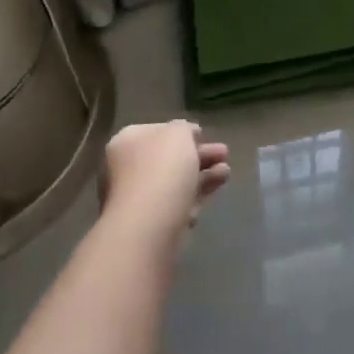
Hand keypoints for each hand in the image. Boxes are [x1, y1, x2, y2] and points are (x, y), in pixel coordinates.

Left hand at [99, 120, 229, 248]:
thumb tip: (187, 135)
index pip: (156, 132)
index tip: (204, 135)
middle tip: (224, 153)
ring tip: (226, 172)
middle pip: (169, 158)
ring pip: (176, 182)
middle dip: (199, 155)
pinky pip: (177, 205)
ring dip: (204, 175)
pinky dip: (196, 197)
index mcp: (127, 141)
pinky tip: (214, 192)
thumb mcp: (179, 132)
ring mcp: (137, 199)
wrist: (150, 224)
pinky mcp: (151, 224)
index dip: (182, 132)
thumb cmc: (162, 167)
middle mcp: (127, 169)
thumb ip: (184, 128)